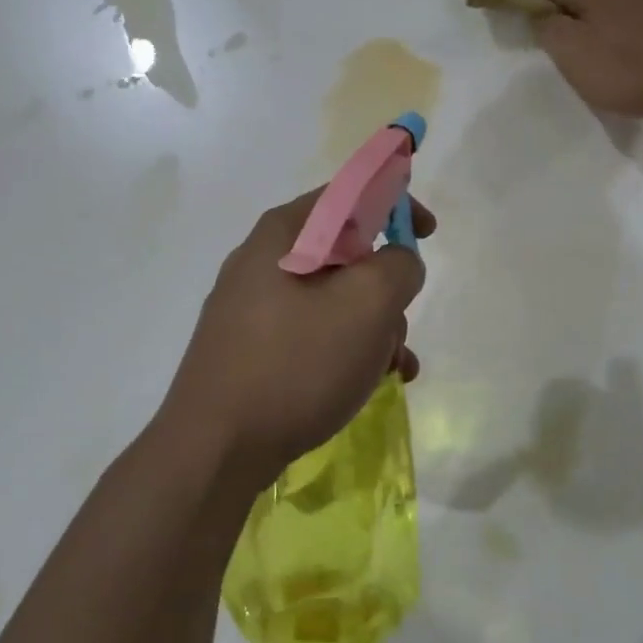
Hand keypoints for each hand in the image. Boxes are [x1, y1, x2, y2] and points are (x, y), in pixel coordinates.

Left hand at [161, 188, 433, 479]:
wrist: (215, 449)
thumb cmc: (295, 364)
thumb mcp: (366, 305)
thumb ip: (398, 266)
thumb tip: (397, 262)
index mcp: (283, 234)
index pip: (348, 193)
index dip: (395, 203)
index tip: (428, 233)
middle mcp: (262, 262)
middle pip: (345, 253)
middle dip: (385, 287)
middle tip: (398, 324)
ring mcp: (253, 308)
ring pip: (334, 300)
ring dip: (373, 327)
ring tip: (391, 368)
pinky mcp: (252, 349)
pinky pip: (313, 333)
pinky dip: (346, 350)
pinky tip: (367, 384)